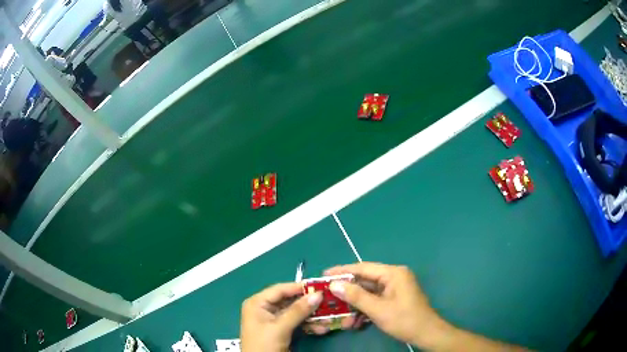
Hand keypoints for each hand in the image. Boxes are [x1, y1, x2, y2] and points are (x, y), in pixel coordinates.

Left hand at [240, 282, 322, 351]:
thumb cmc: (263, 344)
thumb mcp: (280, 327)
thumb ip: (298, 311)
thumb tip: (318, 294)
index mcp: (258, 303)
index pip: (280, 289)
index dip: (299, 287)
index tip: (320, 286)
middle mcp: (265, 308)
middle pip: (290, 301)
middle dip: (309, 304)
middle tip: (329, 301)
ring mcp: (273, 320)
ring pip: (296, 313)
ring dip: (312, 316)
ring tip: (329, 317)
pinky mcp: (281, 331)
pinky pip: (297, 323)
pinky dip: (309, 326)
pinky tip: (321, 328)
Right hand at [325, 262, 448, 347]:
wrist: (426, 334)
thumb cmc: (404, 319)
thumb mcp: (378, 309)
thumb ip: (356, 296)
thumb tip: (334, 285)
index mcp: (393, 273)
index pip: (362, 268)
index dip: (342, 271)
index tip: (323, 275)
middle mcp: (394, 277)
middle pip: (364, 280)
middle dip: (347, 292)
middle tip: (328, 296)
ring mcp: (394, 288)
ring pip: (368, 293)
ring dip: (355, 305)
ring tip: (341, 316)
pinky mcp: (394, 298)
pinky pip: (375, 300)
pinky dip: (364, 309)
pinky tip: (355, 321)